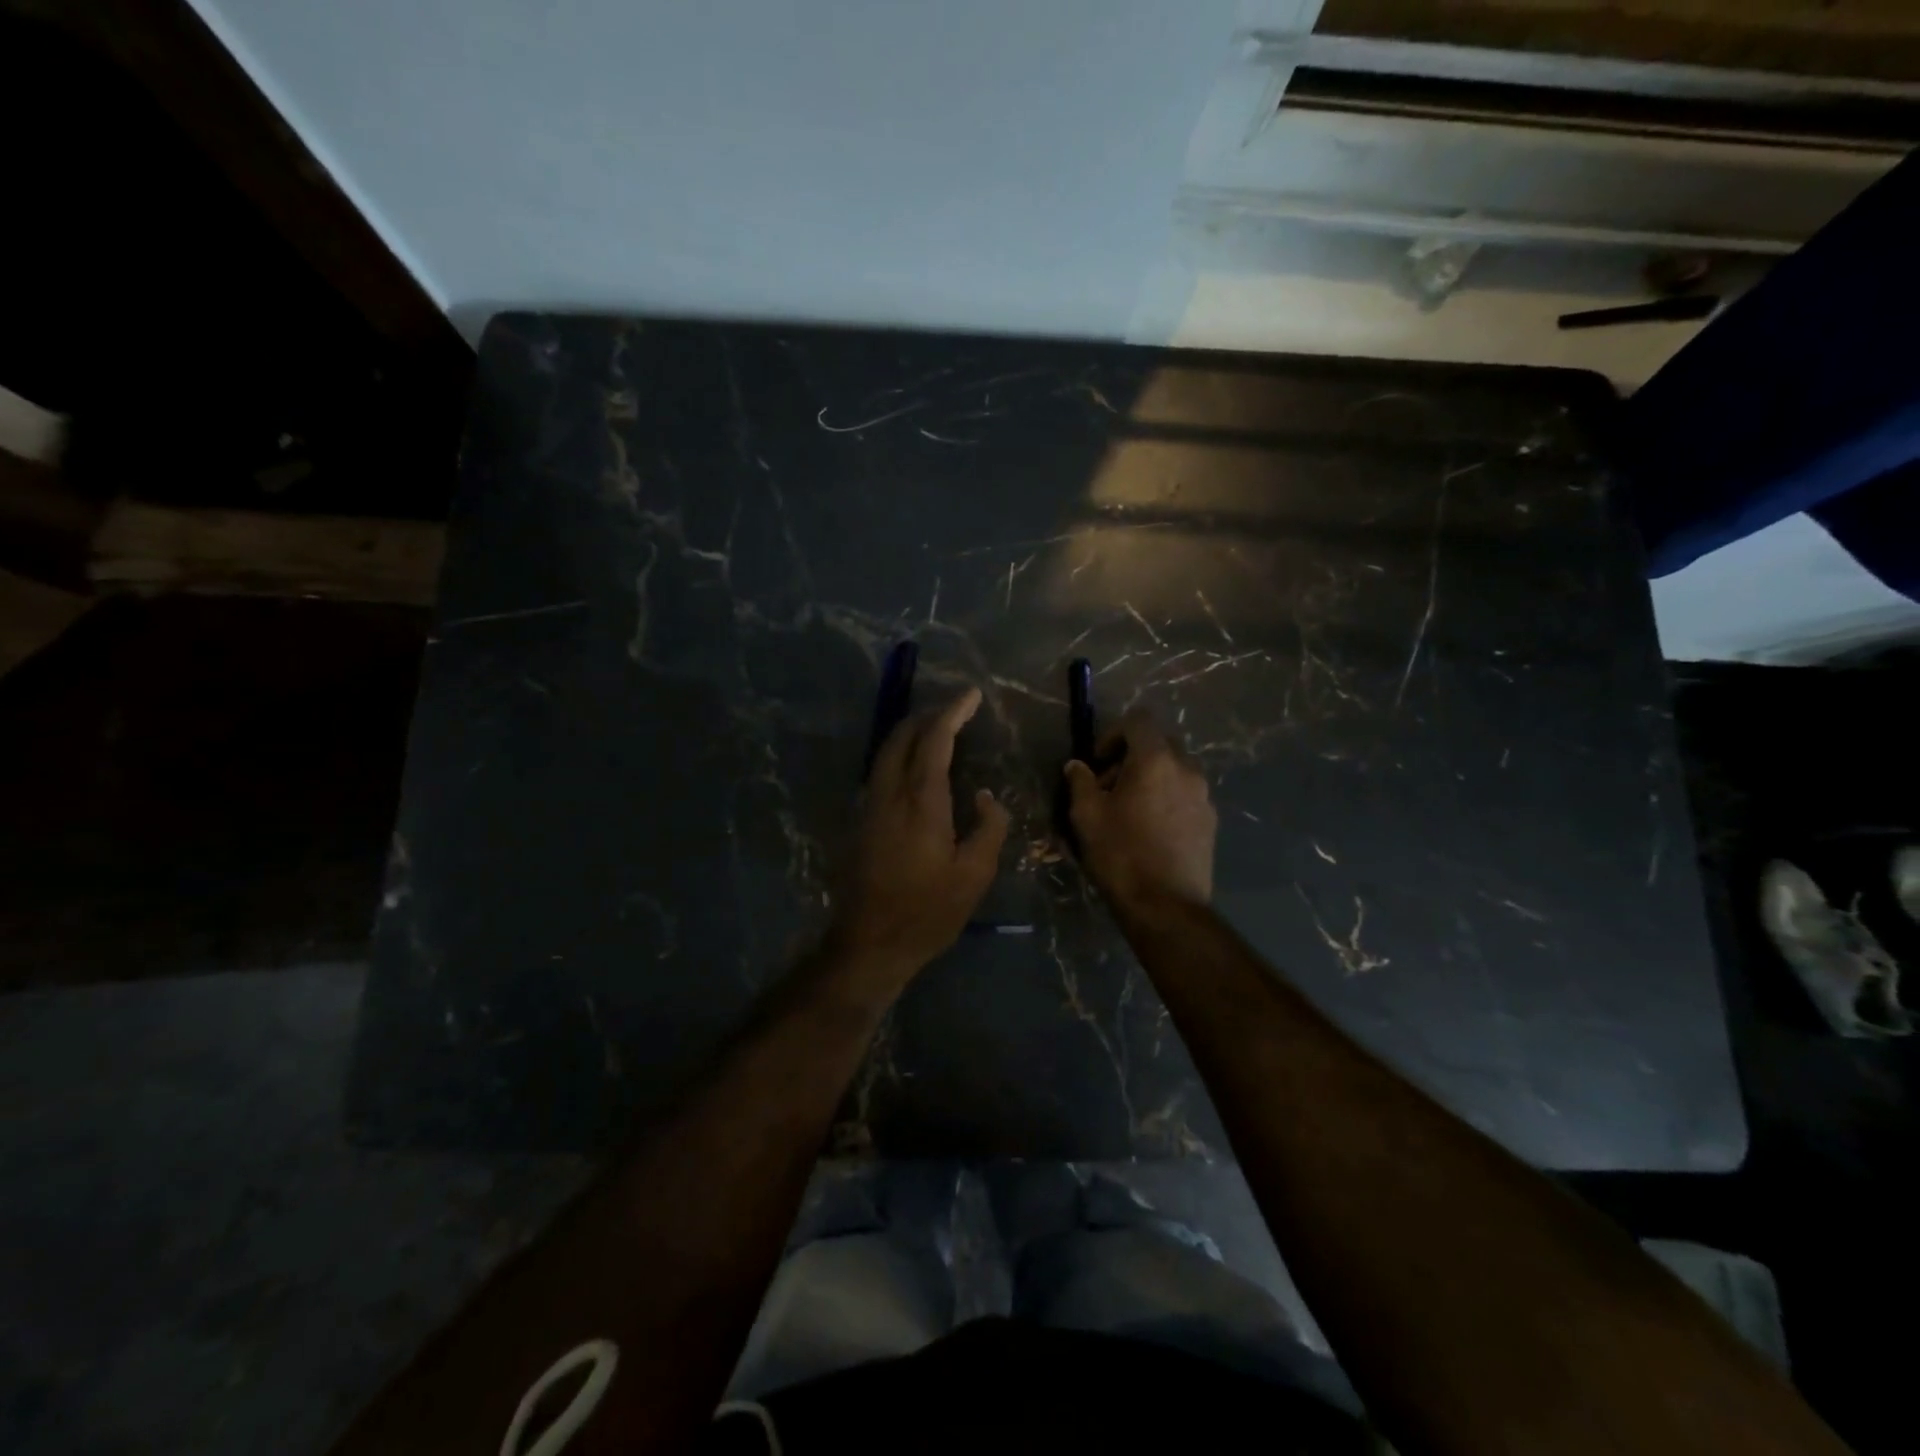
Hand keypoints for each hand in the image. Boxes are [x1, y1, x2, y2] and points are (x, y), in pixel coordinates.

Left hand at [830, 687, 1010, 981]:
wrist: (869, 943)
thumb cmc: (927, 913)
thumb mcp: (974, 876)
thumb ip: (989, 828)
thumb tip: (987, 796)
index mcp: (920, 802)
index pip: (935, 740)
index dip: (953, 712)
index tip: (972, 695)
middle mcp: (889, 794)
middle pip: (902, 736)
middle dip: (929, 715)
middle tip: (957, 709)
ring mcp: (869, 806)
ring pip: (886, 751)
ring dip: (911, 732)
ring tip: (938, 729)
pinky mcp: (860, 821)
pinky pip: (881, 770)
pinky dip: (900, 754)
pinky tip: (916, 766)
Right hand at [1063, 711, 1215, 910]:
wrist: (1165, 905)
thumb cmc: (1120, 854)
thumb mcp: (1087, 815)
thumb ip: (1081, 782)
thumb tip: (1077, 766)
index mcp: (1155, 760)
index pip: (1138, 720)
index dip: (1113, 733)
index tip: (1097, 762)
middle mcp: (1186, 769)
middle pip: (1159, 743)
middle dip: (1132, 756)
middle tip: (1109, 786)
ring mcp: (1203, 795)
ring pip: (1174, 769)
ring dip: (1150, 778)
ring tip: (1129, 810)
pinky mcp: (1210, 820)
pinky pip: (1185, 794)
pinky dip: (1166, 798)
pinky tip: (1150, 829)